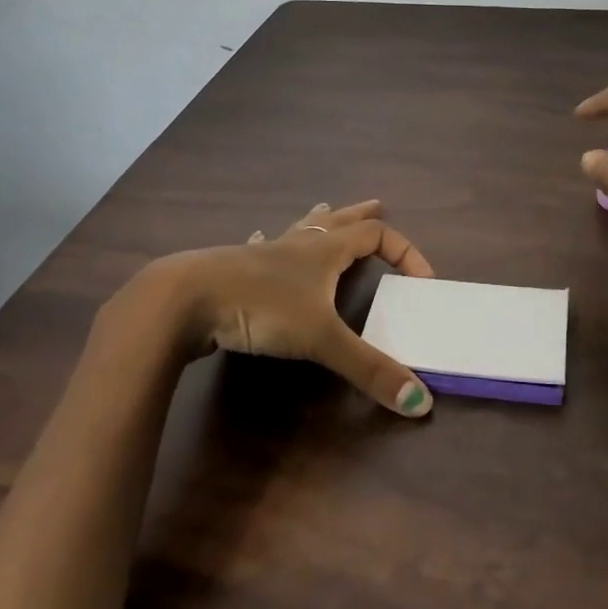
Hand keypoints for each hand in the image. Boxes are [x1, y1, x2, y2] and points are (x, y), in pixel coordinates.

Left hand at [152, 199, 438, 416]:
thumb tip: (422, 403)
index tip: (422, 280)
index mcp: (324, 250)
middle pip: (338, 220)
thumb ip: (369, 370)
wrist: (185, 300)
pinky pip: (262, 247)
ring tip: (326, 210)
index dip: (405, 252)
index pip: (376, 236)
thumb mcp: (321, 339)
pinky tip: (261, 240)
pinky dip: (272, 242)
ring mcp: (263, 254)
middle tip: (378, 205)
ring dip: (319, 221)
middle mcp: (298, 244)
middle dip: (361, 215)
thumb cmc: (261, 307)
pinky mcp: (235, 269)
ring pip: (299, 228)